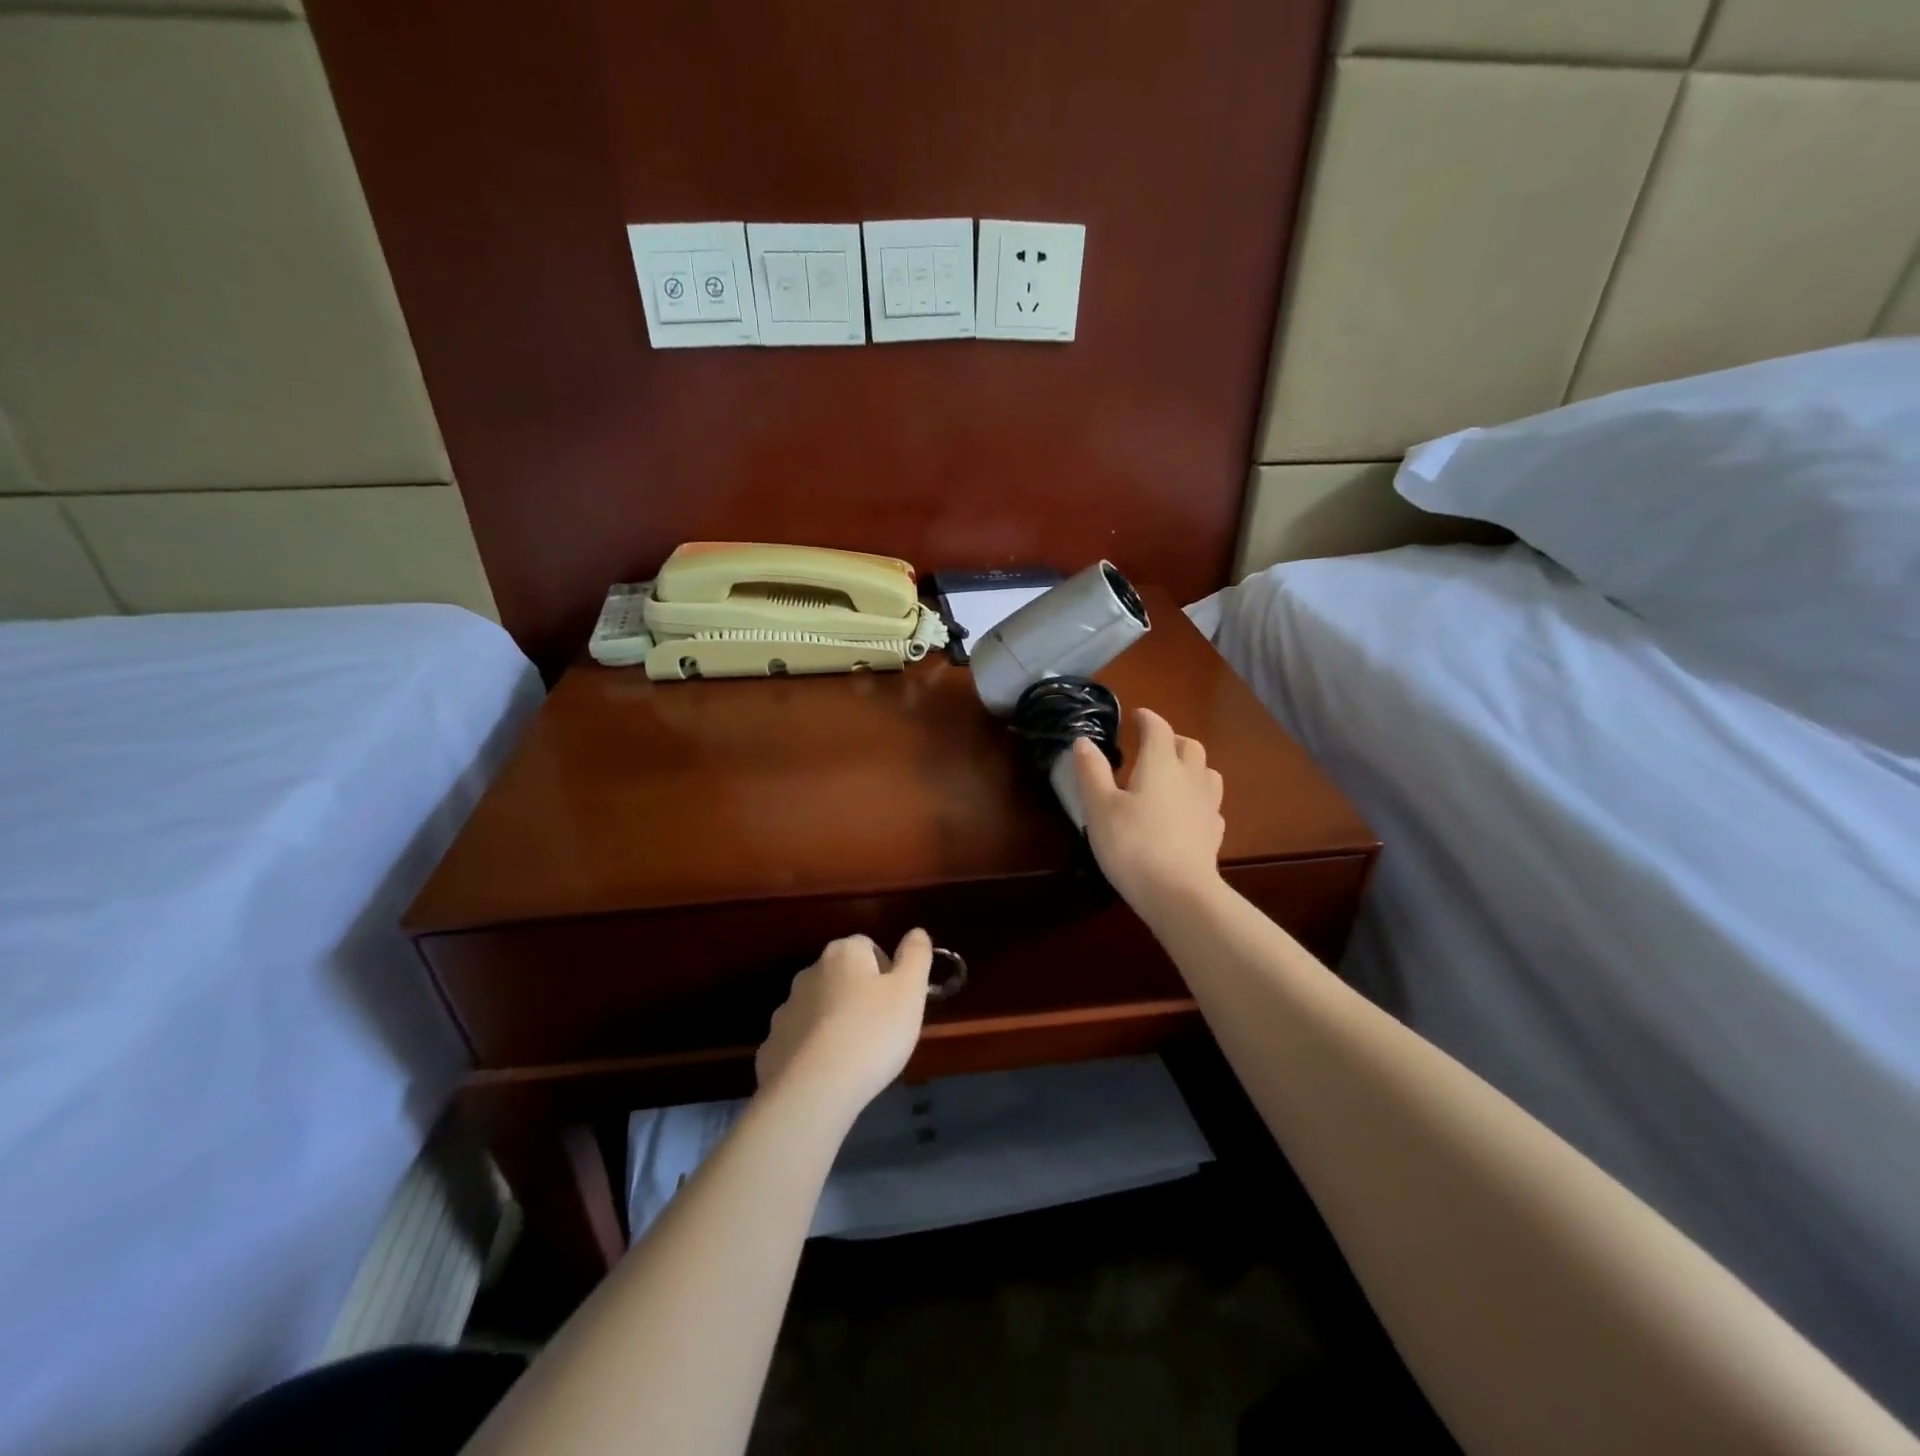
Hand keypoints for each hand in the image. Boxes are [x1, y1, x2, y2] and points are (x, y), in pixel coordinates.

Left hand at [756, 930, 933, 1117]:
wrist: (813, 1091)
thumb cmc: (872, 1033)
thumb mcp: (910, 991)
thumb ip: (916, 955)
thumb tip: (916, 932)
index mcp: (843, 954)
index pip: (868, 946)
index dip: (887, 972)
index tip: (898, 1002)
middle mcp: (809, 973)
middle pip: (841, 976)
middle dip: (860, 996)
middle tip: (881, 1029)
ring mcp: (786, 1010)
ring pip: (819, 1009)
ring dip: (835, 1022)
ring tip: (856, 1056)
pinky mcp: (772, 1047)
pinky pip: (800, 1041)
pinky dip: (813, 1051)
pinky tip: (828, 1075)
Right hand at [1072, 708, 1224, 914]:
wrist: (1178, 893)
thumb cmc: (1132, 844)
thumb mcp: (1100, 807)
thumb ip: (1092, 771)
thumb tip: (1084, 741)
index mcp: (1160, 764)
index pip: (1159, 729)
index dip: (1147, 719)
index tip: (1137, 716)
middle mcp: (1190, 777)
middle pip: (1189, 746)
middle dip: (1172, 739)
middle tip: (1153, 745)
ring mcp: (1208, 805)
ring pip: (1207, 772)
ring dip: (1192, 765)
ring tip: (1174, 775)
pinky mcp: (1215, 833)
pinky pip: (1210, 804)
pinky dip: (1198, 798)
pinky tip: (1187, 812)